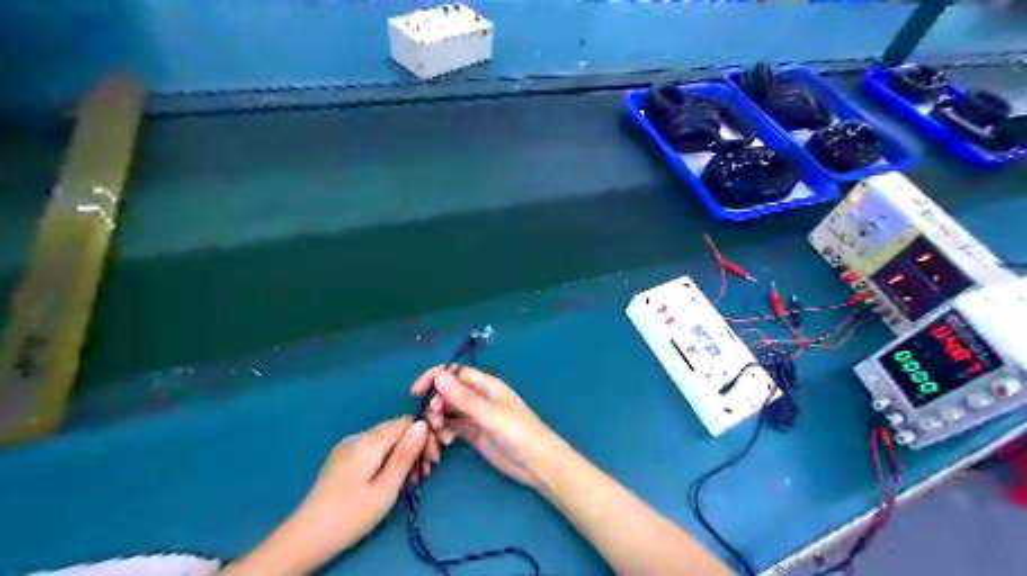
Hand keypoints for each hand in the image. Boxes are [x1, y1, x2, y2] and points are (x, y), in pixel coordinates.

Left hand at [223, 417, 430, 573]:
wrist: (304, 539)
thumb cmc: (350, 516)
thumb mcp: (385, 489)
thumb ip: (405, 455)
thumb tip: (423, 424)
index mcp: (369, 442)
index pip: (407, 422)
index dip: (424, 436)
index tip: (433, 461)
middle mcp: (357, 437)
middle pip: (396, 429)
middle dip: (415, 447)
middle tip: (425, 474)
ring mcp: (347, 447)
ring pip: (385, 440)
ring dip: (403, 455)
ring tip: (411, 481)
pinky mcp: (342, 459)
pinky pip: (373, 449)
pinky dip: (388, 459)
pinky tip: (391, 479)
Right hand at [411, 367, 568, 487]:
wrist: (538, 464)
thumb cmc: (519, 433)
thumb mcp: (490, 415)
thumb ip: (464, 398)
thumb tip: (438, 376)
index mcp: (486, 385)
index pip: (455, 372)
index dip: (435, 377)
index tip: (416, 392)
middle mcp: (479, 397)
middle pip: (448, 392)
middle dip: (435, 403)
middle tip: (434, 421)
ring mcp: (475, 416)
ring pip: (447, 410)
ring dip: (438, 419)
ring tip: (440, 435)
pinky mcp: (473, 434)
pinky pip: (452, 426)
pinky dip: (444, 431)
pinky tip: (445, 442)